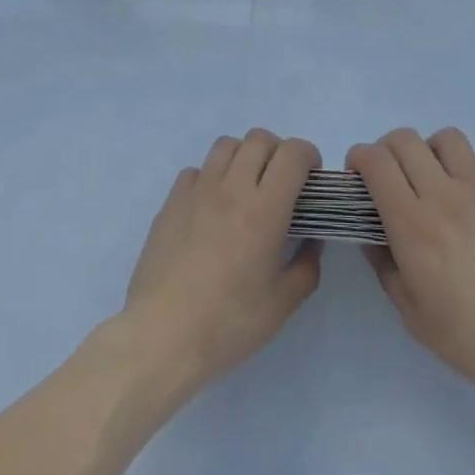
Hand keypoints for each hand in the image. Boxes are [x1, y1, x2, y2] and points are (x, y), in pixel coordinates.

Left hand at [122, 130, 322, 393]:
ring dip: (244, 157)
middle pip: (260, 138)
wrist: (161, 336)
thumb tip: (312, 240)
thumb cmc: (227, 324)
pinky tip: (212, 207)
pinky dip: (211, 177)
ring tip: (246, 188)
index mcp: (265, 210)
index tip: (310, 179)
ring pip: (227, 145)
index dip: (308, 156)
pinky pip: (197, 169)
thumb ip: (306, 267)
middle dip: (278, 152)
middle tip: (281, 183)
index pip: (292, 153)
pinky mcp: (172, 200)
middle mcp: (232, 188)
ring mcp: (198, 190)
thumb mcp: (281, 306)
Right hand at [349, 127, 474, 422]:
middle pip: (405, 139)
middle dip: (387, 150)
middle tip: (389, 176)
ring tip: (433, 178)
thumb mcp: (411, 313)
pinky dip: (471, 167)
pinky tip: (472, 194)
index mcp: (413, 224)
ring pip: (446, 138)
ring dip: (430, 152)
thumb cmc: (469, 337)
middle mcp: (444, 195)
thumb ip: (384, 265)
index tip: (357, 175)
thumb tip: (372, 234)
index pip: (376, 162)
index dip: (359, 157)